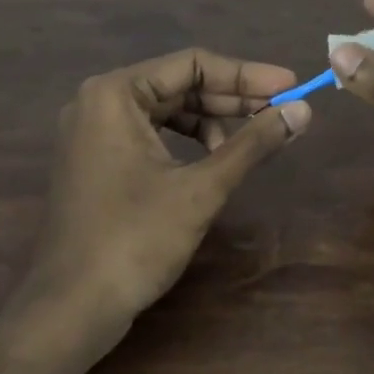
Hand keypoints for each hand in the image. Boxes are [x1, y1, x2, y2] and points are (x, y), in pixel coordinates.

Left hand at [29, 48, 310, 322]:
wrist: (70, 309)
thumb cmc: (135, 240)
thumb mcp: (201, 189)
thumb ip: (252, 144)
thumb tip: (303, 110)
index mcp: (115, 93)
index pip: (192, 65)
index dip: (246, 74)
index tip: (291, 86)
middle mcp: (99, 102)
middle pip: (179, 85)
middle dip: (233, 99)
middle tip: (282, 111)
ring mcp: (94, 133)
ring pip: (167, 111)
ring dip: (213, 122)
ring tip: (253, 142)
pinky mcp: (98, 161)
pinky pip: (151, 135)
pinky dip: (187, 142)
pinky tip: (216, 161)